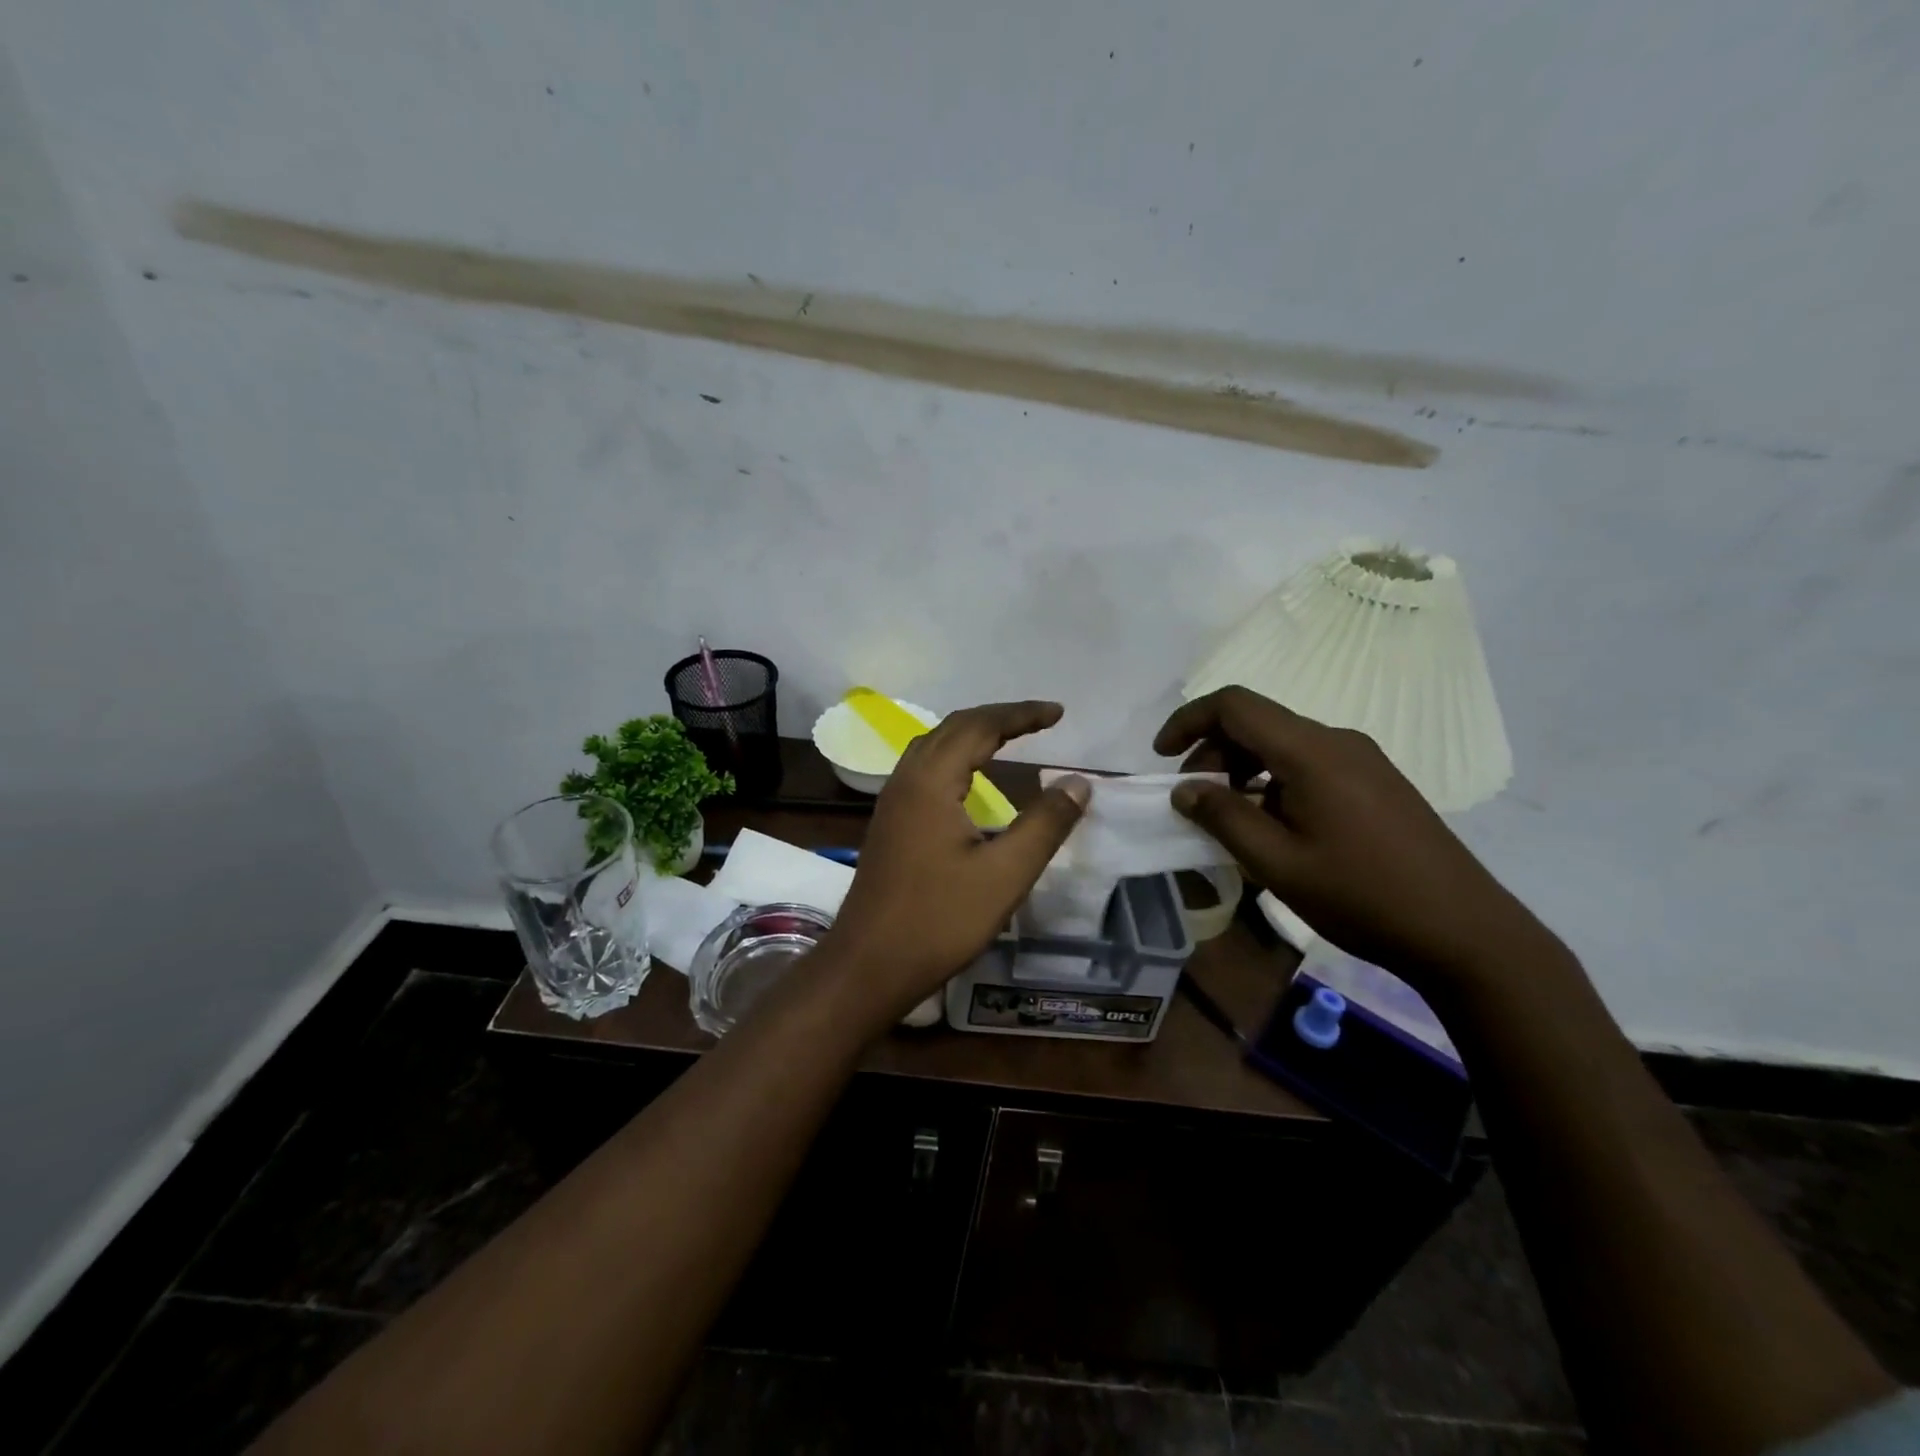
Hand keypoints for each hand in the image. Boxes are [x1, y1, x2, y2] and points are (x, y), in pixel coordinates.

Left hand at [825, 701, 1089, 1020]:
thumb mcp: (1005, 874)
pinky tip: (969, 780)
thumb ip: (1045, 824)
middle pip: (953, 727)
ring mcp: (892, 801)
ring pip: (934, 746)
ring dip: (973, 734)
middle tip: (1040, 720)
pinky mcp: (889, 822)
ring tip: (1010, 738)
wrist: (868, 964)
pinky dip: (955, 757)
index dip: (1021, 715)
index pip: (980, 726)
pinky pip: (924, 769)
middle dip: (998, 718)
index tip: (1058, 713)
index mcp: (932, 781)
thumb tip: (1079, 782)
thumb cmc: (939, 919)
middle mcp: (907, 779)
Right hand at [1155, 687, 1557, 983]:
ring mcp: (1363, 759)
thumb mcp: (1278, 864)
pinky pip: (1309, 764)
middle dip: (1213, 752)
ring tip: (1231, 819)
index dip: (1189, 720)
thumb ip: (1223, 818)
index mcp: (1311, 752)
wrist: (1465, 931)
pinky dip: (1274, 781)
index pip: (1234, 705)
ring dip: (1243, 769)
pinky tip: (1275, 826)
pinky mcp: (1377, 782)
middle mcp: (1337, 741)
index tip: (1161, 756)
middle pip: (1257, 722)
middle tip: (1194, 802)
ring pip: (1283, 744)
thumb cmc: (1362, 896)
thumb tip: (1184, 789)